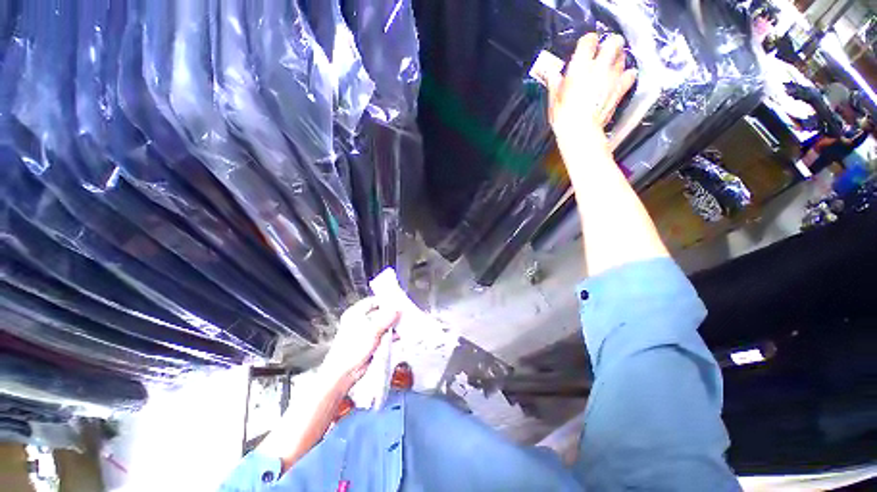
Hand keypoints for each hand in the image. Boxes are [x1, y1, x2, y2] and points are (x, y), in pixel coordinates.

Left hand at [320, 297, 399, 388]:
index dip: (386, 301)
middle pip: (380, 312)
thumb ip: (385, 319)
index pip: (374, 301)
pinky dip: (391, 334)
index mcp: (356, 313)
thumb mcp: (370, 331)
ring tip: (404, 324)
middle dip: (392, 314)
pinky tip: (399, 335)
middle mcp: (361, 320)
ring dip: (393, 325)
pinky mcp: (371, 341)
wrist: (344, 374)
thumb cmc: (350, 351)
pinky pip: (384, 334)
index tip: (398, 302)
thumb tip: (396, 310)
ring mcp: (367, 331)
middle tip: (403, 313)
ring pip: (384, 323)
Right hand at [546, 33, 636, 148]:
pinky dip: (627, 75)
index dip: (587, 42)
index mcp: (580, 66)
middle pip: (613, 42)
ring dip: (617, 59)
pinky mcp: (620, 90)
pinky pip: (630, 75)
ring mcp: (612, 78)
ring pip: (622, 57)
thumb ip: (555, 82)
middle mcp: (599, 67)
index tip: (585, 48)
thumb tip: (552, 74)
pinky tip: (622, 78)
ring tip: (610, 67)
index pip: (589, 40)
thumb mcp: (554, 99)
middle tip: (604, 52)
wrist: (580, 132)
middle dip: (610, 44)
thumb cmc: (563, 117)